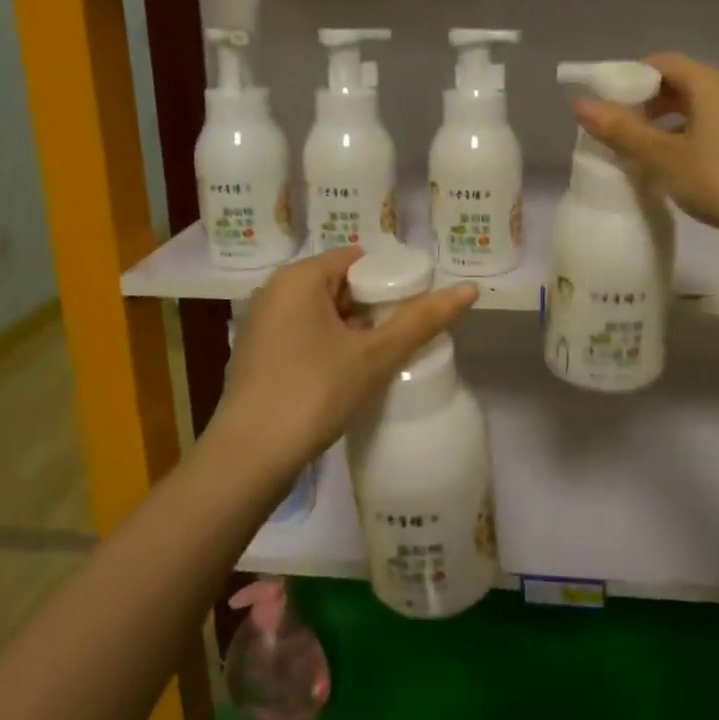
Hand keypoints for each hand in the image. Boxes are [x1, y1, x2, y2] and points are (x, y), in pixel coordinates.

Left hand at [207, 249, 477, 474]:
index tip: (417, 308)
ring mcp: (263, 325)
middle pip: (341, 285)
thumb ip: (422, 320)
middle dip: (375, 308)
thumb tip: (469, 289)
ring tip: (386, 355)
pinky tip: (352, 374)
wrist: (249, 459)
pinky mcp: (259, 356)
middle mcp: (276, 292)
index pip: (359, 260)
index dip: (392, 280)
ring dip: (355, 330)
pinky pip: (306, 336)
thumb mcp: (376, 355)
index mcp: (299, 278)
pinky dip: (331, 346)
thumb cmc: (314, 392)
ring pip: (324, 314)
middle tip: (406, 334)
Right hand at [572, 53, 718, 251]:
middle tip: (615, 129)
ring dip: (662, 126)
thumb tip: (579, 104)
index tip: (605, 103)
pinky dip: (682, 142)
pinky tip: (667, 170)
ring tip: (635, 152)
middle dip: (643, 104)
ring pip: (693, 112)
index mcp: (711, 85)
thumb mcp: (662, 156)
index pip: (662, 62)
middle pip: (678, 85)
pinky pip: (707, 133)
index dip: (630, 77)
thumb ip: (621, 130)